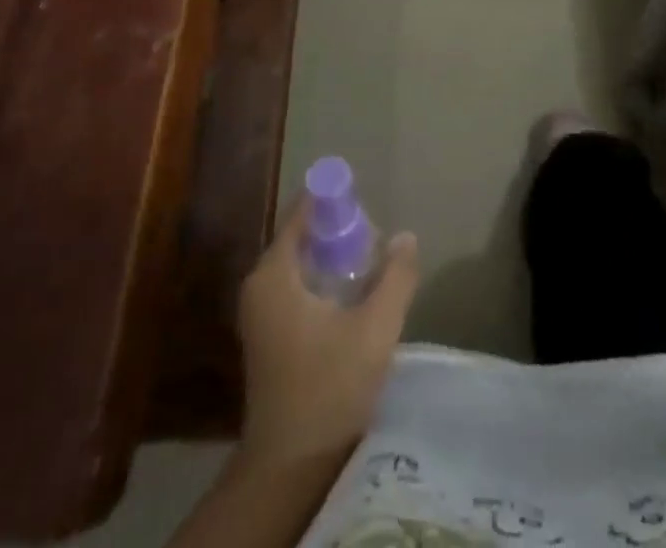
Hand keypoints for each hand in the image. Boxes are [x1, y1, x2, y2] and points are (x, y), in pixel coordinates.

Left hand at [238, 203, 419, 469]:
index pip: (303, 212)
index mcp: (274, 273)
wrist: (290, 466)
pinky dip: (323, 280)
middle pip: (302, 235)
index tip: (366, 200)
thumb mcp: (374, 328)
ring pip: (301, 262)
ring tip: (371, 265)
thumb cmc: (329, 388)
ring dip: (334, 258)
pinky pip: (297, 285)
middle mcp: (259, 284)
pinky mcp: (268, 333)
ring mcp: (260, 311)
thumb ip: (395, 277)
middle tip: (376, 239)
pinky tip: (352, 296)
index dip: (335, 199)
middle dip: (340, 231)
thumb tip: (406, 236)